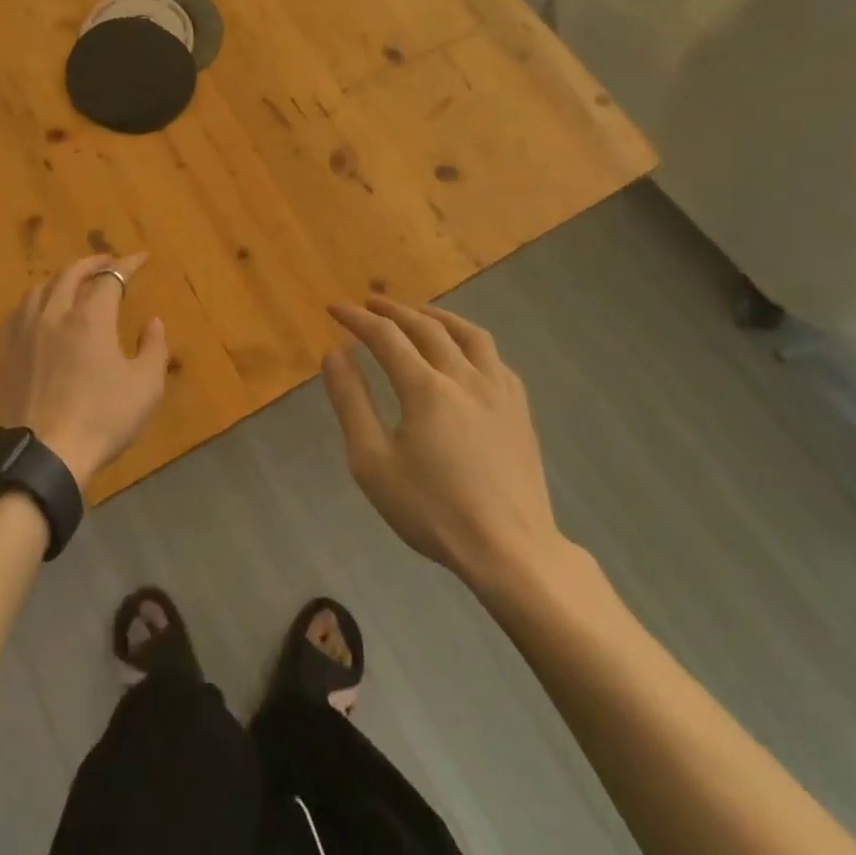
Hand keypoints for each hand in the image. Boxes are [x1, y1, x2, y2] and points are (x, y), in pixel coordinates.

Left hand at [0, 254, 168, 492]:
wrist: (40, 456)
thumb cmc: (100, 420)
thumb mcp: (145, 388)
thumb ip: (154, 349)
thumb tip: (153, 322)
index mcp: (90, 318)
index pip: (110, 277)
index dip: (127, 265)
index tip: (140, 258)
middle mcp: (54, 313)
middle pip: (71, 274)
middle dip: (92, 263)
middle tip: (107, 263)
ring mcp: (22, 331)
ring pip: (40, 289)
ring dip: (61, 280)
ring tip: (72, 284)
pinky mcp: (1, 351)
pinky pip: (18, 312)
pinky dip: (36, 302)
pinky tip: (39, 314)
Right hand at [323, 297, 577, 595]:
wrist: (510, 552)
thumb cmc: (432, 510)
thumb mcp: (373, 462)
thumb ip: (351, 402)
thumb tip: (335, 354)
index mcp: (425, 388)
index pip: (385, 336)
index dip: (357, 319)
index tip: (335, 309)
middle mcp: (464, 376)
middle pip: (426, 327)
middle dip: (393, 311)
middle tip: (370, 303)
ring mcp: (498, 391)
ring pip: (469, 334)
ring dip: (438, 316)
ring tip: (419, 314)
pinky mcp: (520, 410)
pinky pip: (496, 359)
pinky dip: (471, 343)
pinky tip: (466, 354)